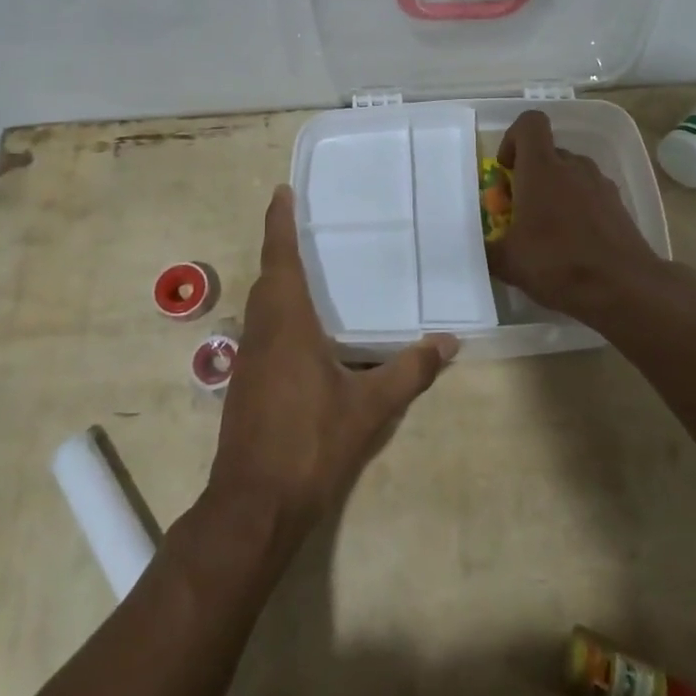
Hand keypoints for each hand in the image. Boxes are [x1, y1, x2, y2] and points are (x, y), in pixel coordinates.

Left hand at [210, 187, 457, 541]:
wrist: (254, 505)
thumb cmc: (310, 444)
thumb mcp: (369, 408)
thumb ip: (409, 371)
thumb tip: (449, 342)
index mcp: (287, 323)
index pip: (280, 258)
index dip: (279, 222)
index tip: (280, 191)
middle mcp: (262, 331)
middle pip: (268, 277)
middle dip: (281, 247)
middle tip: (302, 224)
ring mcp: (249, 359)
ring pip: (261, 304)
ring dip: (278, 280)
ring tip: (306, 267)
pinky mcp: (245, 383)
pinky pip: (262, 329)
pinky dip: (278, 311)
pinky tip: (303, 329)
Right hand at [485, 110, 664, 322]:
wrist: (624, 288)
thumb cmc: (558, 263)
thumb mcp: (508, 262)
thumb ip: (488, 249)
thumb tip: (479, 247)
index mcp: (542, 168)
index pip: (530, 123)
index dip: (513, 138)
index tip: (506, 170)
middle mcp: (573, 166)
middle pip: (549, 153)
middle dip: (531, 176)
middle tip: (520, 212)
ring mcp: (601, 184)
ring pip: (571, 174)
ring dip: (555, 192)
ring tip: (547, 232)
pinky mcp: (619, 206)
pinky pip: (591, 196)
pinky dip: (578, 210)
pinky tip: (573, 245)